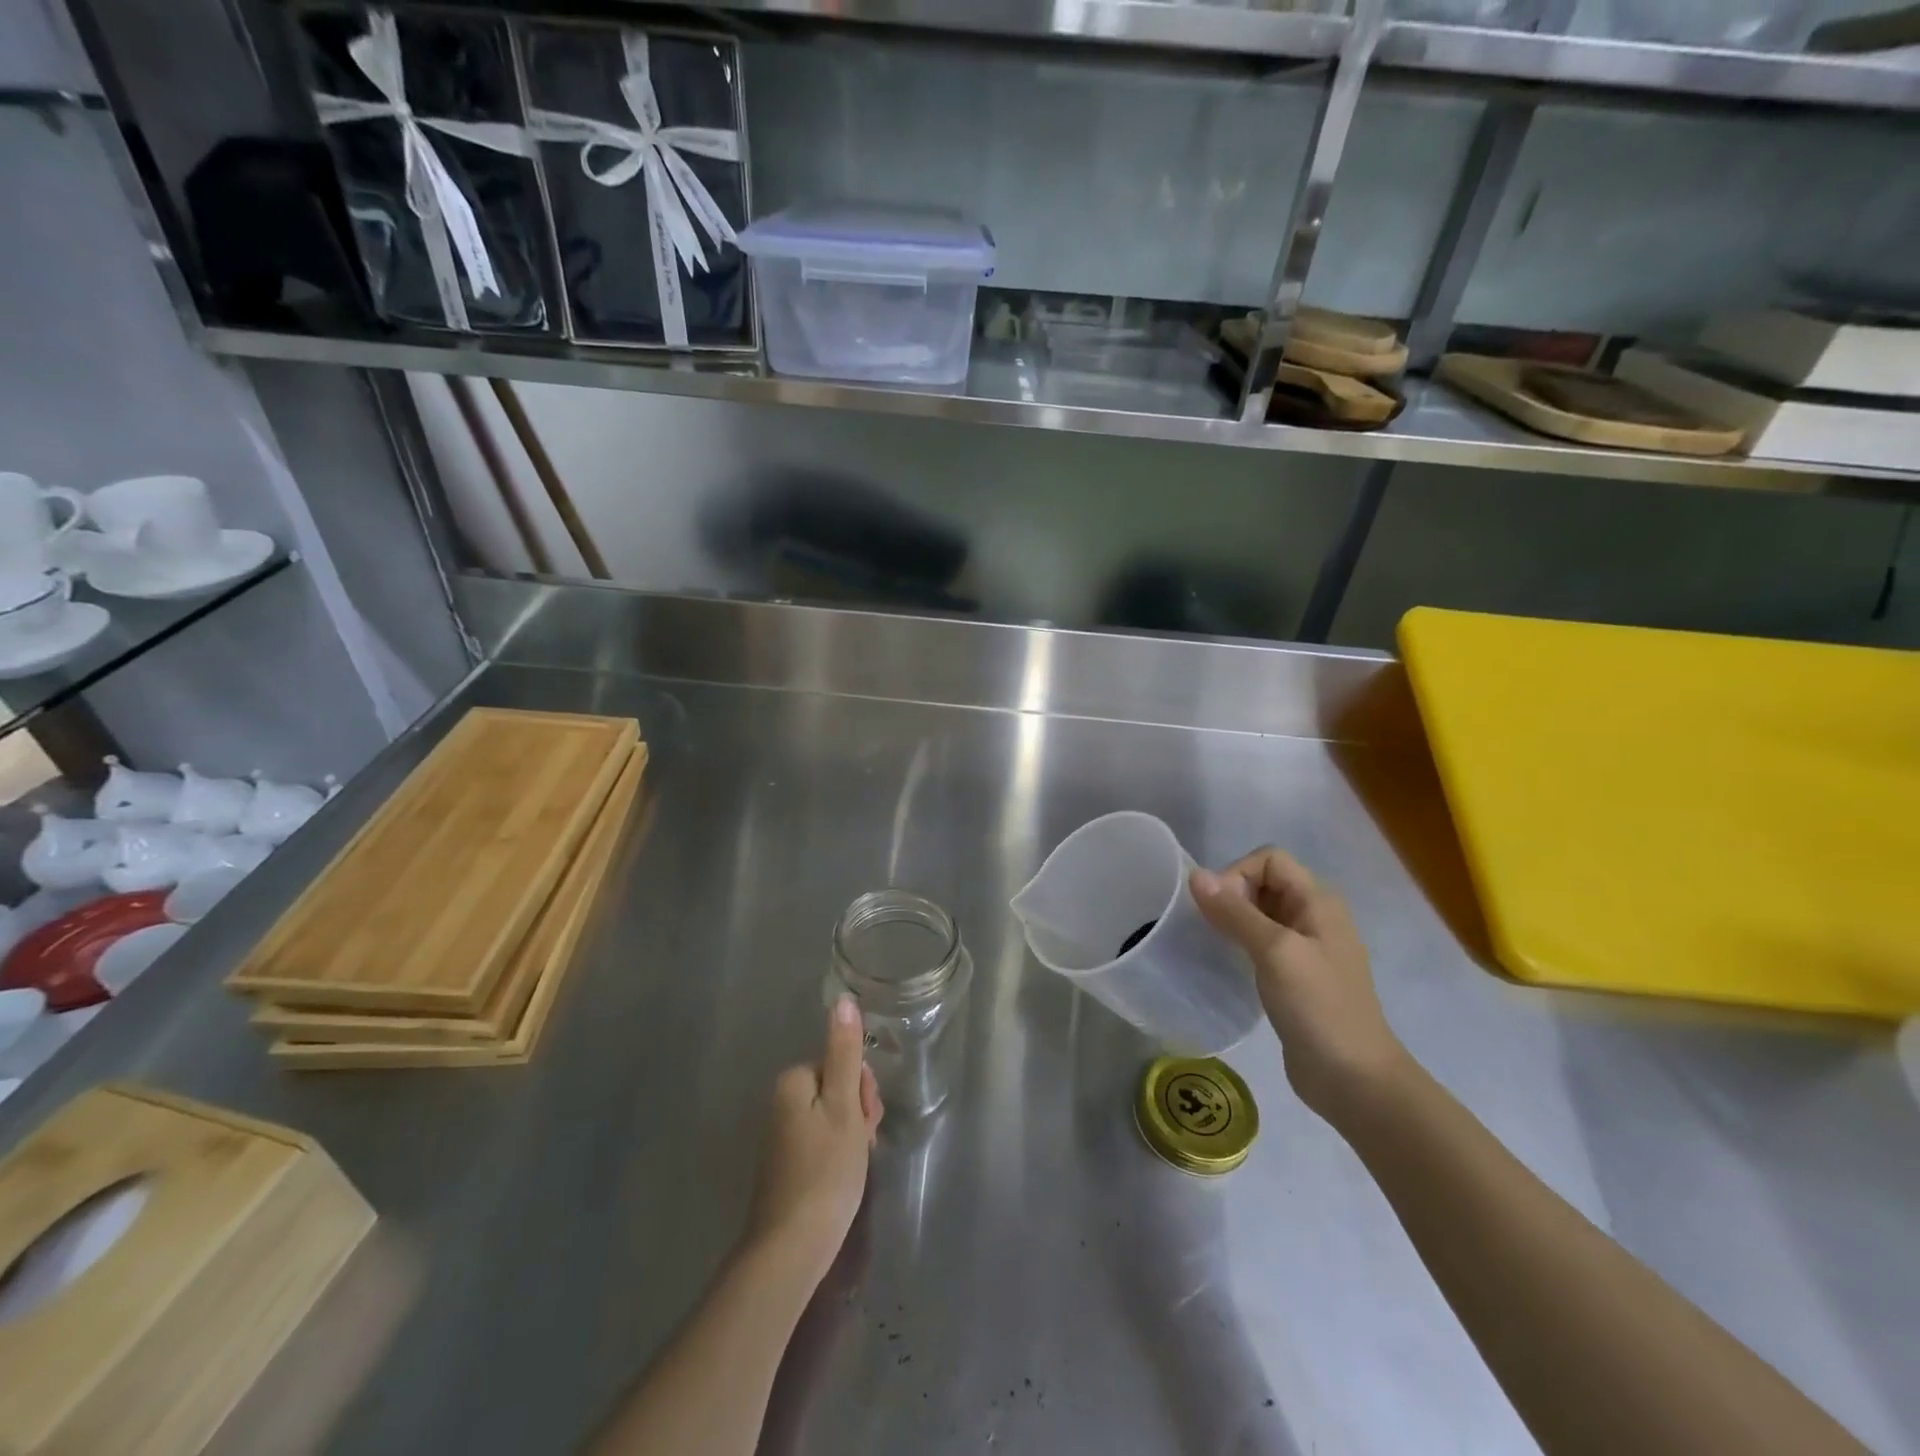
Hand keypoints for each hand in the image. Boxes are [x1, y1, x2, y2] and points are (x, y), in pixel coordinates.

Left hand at [745, 996, 883, 1288]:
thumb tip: (843, 1000)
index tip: (865, 1120)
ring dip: (852, 1135)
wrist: (790, 1250)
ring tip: (855, 1165)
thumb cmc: (825, 1172)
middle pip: (836, 1088)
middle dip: (857, 1111)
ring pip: (833, 1117)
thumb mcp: (843, 1106)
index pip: (842, 1064)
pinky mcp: (786, 1165)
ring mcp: (782, 1136)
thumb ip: (845, 1052)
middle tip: (861, 1144)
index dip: (862, 1090)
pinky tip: (843, 1178)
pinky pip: (822, 1142)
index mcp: (793, 1082)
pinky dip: (838, 1156)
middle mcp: (782, 1102)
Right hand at [1190, 848, 1408, 1121]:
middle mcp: (1315, 917)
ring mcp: (1308, 949)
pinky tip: (1228, 966)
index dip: (1238, 873)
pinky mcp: (1297, 977)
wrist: (1355, 1080)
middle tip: (1212, 928)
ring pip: (1261, 914)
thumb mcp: (1275, 952)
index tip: (1218, 908)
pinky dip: (1241, 945)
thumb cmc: (1319, 1007)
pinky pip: (1262, 944)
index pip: (1270, 859)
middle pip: (1264, 883)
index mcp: (1319, 902)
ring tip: (1213, 945)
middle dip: (1233, 896)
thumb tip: (1196, 875)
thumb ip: (1235, 912)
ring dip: (1234, 921)